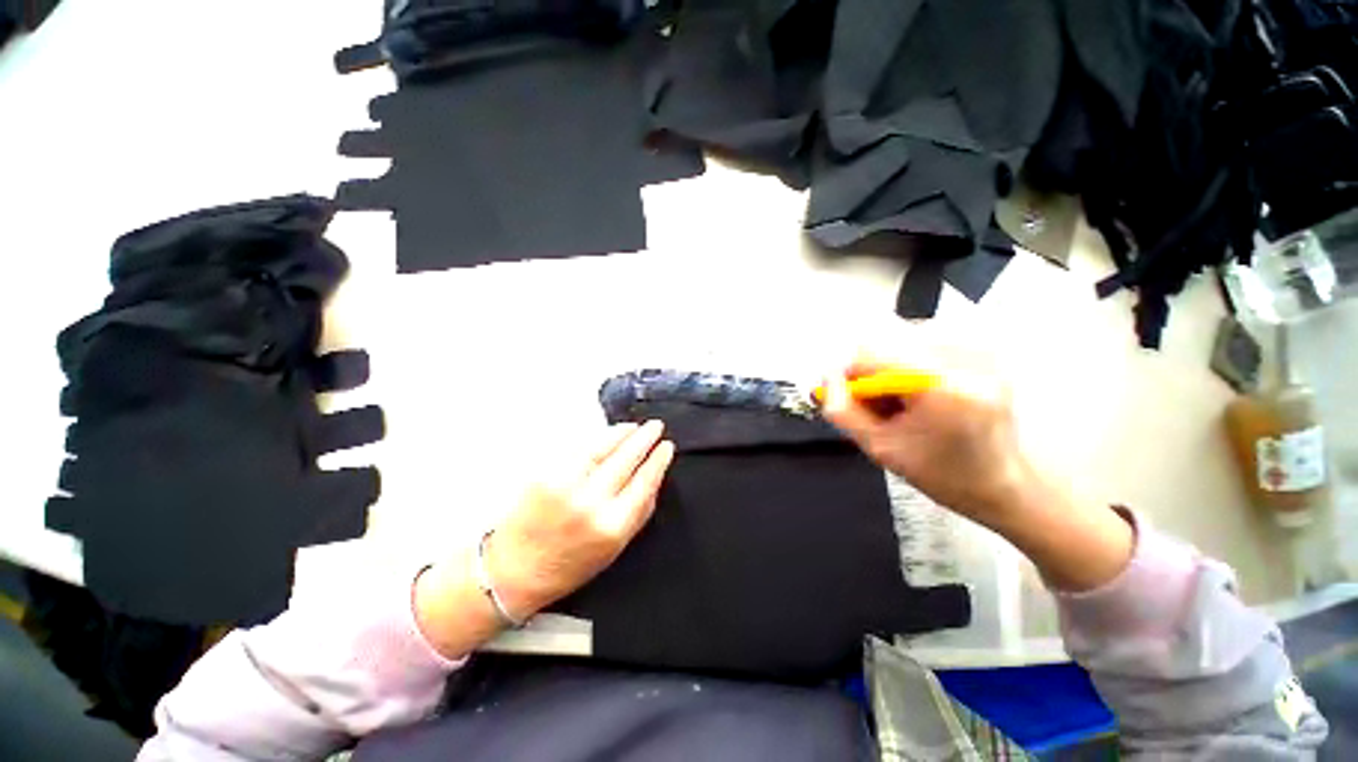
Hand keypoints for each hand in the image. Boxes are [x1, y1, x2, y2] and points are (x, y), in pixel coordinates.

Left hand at [414, 422, 673, 658]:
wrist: (514, 570)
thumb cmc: (568, 565)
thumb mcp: (615, 548)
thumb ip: (639, 513)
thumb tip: (653, 479)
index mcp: (612, 526)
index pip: (644, 482)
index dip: (658, 460)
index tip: (667, 447)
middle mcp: (590, 503)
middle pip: (626, 459)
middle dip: (644, 439)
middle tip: (656, 426)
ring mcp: (566, 485)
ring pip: (603, 448)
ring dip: (623, 433)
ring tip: (636, 426)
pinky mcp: (546, 475)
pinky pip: (580, 450)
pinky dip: (599, 439)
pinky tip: (610, 434)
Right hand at [820, 348, 1030, 528]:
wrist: (1002, 484)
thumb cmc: (941, 473)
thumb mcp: (879, 448)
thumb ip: (842, 410)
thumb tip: (825, 378)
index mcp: (943, 385)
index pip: (870, 353)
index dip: (849, 374)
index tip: (848, 397)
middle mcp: (966, 355)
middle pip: (887, 340)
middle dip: (872, 371)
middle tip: (881, 406)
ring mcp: (980, 348)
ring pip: (902, 337)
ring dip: (890, 366)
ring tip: (904, 402)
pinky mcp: (985, 348)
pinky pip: (926, 339)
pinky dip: (911, 362)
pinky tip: (922, 391)